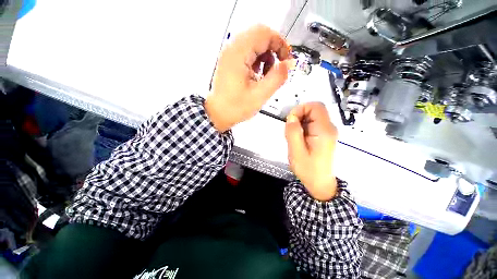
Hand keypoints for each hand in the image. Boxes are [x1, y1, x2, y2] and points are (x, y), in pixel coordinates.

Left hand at [205, 25, 293, 131]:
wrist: (218, 113)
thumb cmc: (235, 107)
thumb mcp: (260, 95)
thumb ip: (277, 78)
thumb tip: (288, 64)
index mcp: (238, 54)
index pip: (264, 34)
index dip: (280, 44)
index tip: (287, 59)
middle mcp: (232, 50)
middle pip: (259, 35)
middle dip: (274, 49)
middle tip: (279, 65)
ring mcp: (229, 55)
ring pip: (254, 43)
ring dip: (265, 55)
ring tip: (266, 74)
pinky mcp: (230, 62)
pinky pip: (247, 52)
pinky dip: (257, 60)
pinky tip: (258, 75)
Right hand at [285, 103, 338, 200]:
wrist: (319, 182)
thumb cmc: (308, 169)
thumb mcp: (296, 152)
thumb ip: (293, 132)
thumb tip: (291, 117)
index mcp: (324, 131)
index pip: (316, 107)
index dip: (301, 109)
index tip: (290, 121)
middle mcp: (329, 128)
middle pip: (313, 110)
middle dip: (298, 116)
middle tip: (290, 131)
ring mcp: (327, 131)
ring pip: (311, 117)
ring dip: (299, 123)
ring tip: (294, 137)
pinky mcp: (324, 135)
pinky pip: (311, 124)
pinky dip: (302, 127)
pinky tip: (298, 139)